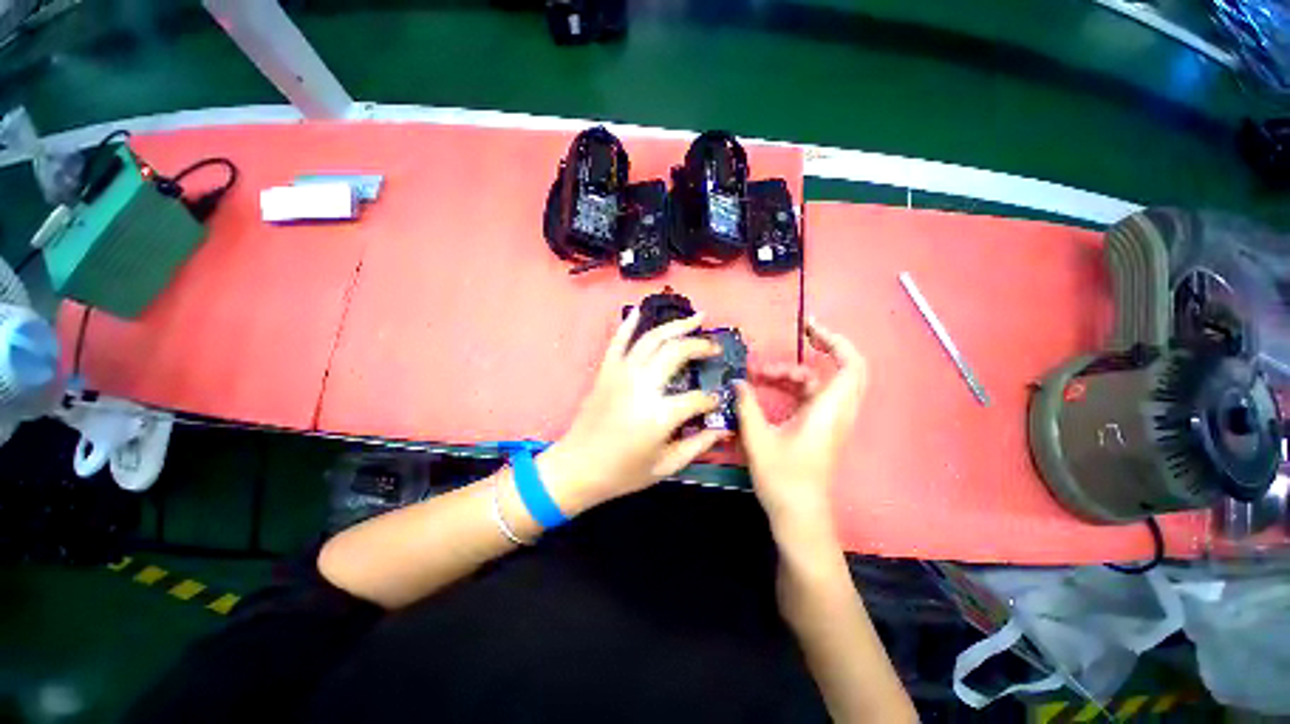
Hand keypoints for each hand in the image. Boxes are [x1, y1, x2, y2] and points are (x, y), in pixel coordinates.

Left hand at [539, 307, 728, 513]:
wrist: (577, 467)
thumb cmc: (622, 472)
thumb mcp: (665, 466)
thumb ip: (697, 445)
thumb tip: (724, 429)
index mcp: (660, 414)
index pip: (697, 398)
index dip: (711, 400)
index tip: (717, 401)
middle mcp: (642, 385)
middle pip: (677, 353)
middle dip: (700, 346)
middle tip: (714, 346)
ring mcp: (622, 373)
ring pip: (652, 339)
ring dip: (676, 326)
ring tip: (696, 318)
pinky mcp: (606, 371)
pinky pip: (618, 341)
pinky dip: (628, 323)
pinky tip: (640, 310)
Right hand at [737, 317, 866, 533]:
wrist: (800, 517)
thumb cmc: (783, 480)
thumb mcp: (759, 440)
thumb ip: (747, 406)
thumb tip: (736, 382)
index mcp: (828, 411)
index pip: (850, 366)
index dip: (835, 340)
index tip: (808, 328)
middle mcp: (836, 412)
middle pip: (844, 369)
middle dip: (821, 348)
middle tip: (796, 338)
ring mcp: (830, 421)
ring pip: (820, 384)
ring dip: (793, 373)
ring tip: (758, 375)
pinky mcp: (821, 429)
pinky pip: (811, 397)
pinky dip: (792, 388)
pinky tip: (766, 391)